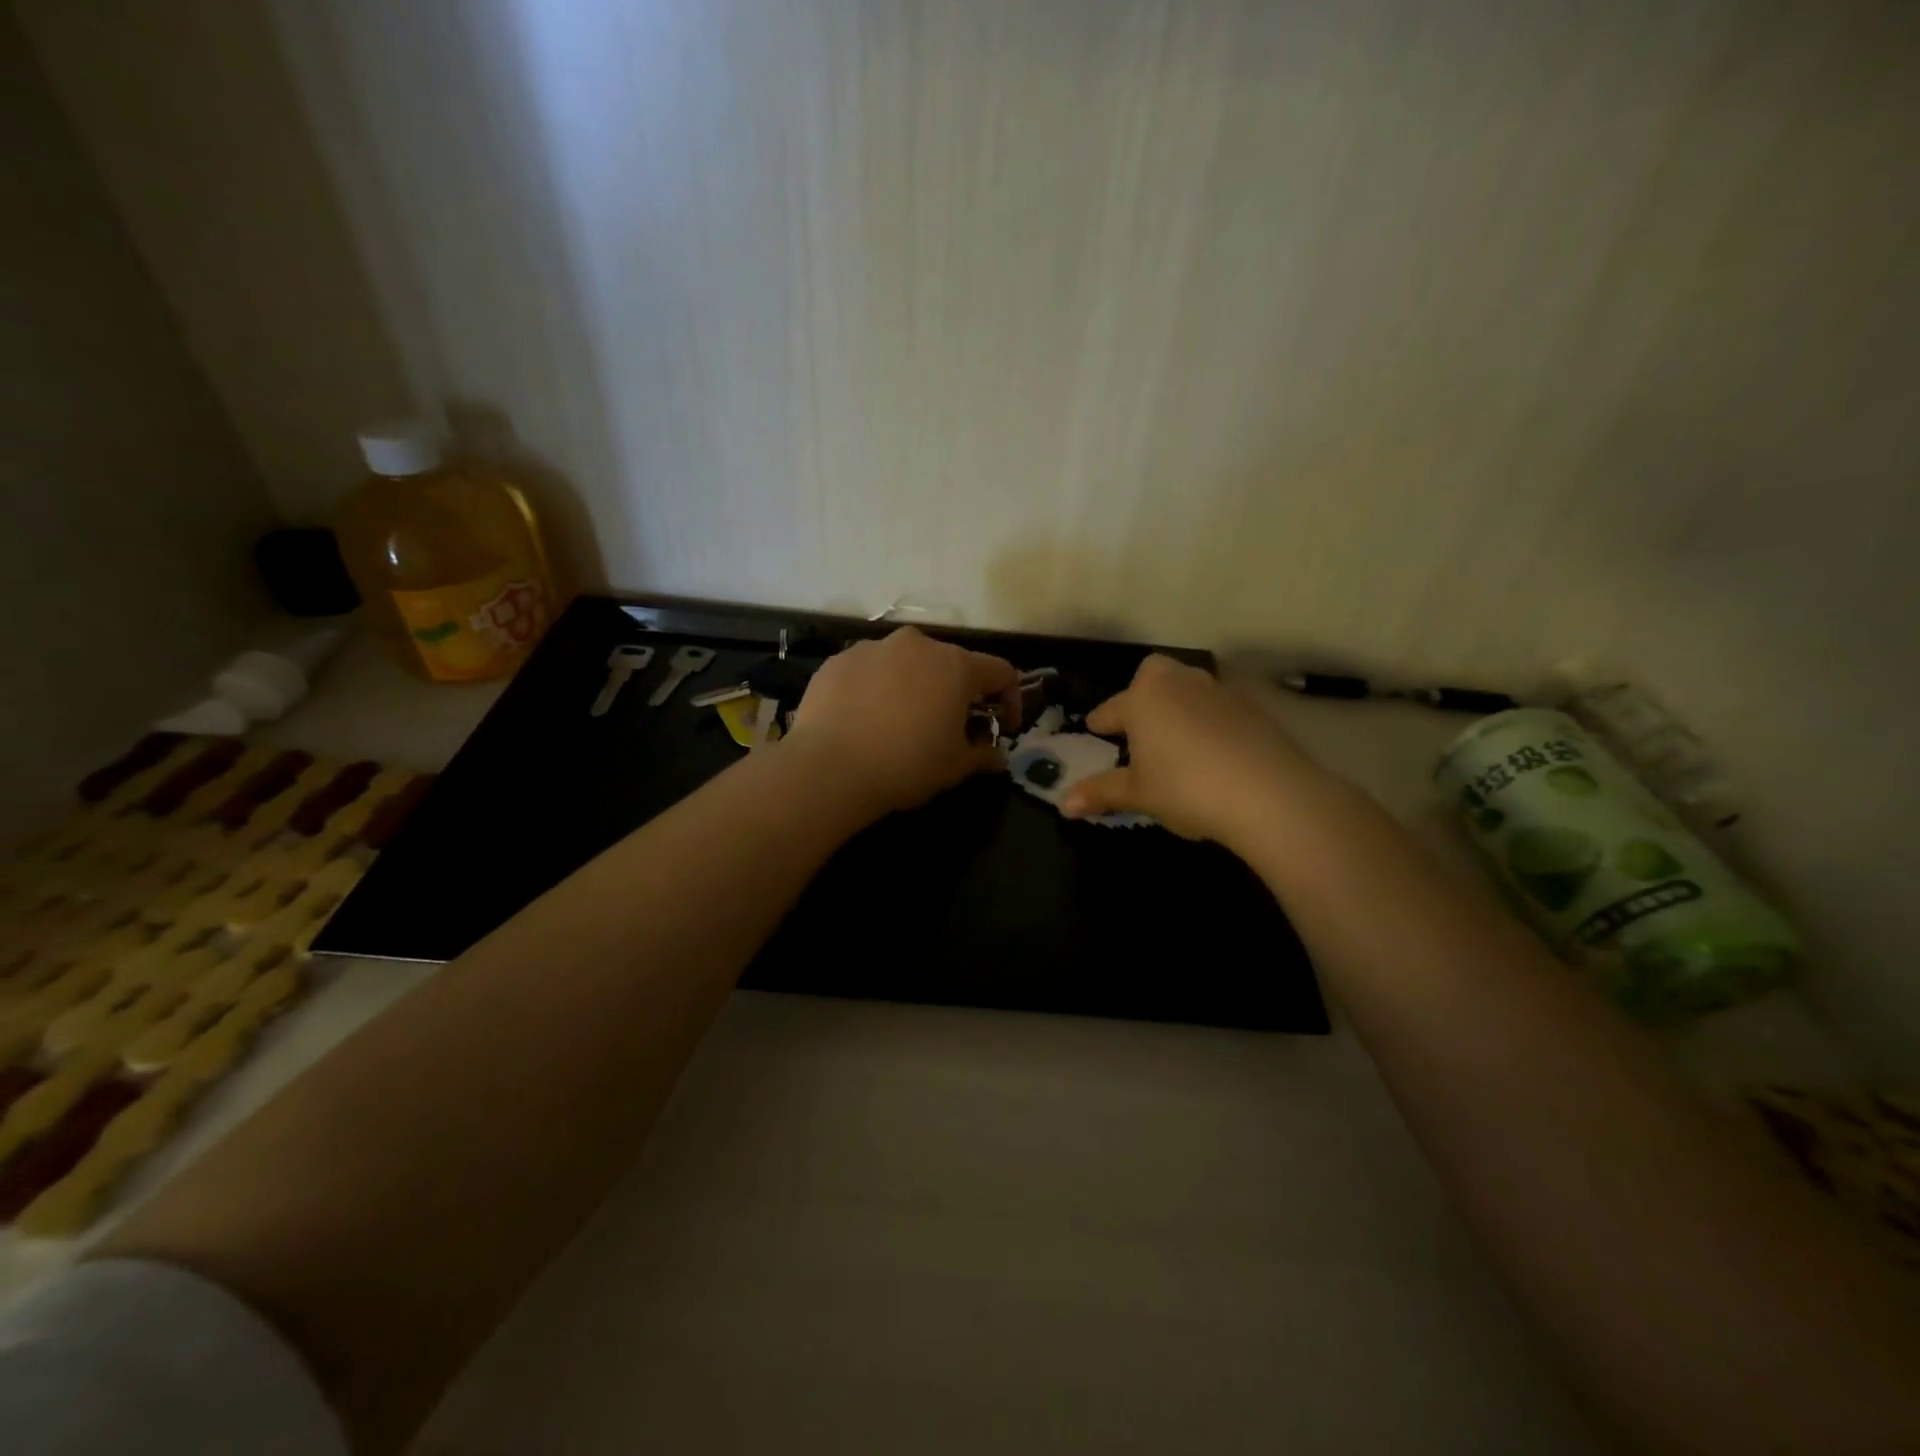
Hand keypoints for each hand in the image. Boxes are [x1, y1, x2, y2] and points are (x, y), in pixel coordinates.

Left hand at [785, 627, 1019, 820]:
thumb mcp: (954, 767)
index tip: (1002, 727)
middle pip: (951, 663)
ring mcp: (874, 647)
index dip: (1009, 699)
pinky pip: (870, 670)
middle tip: (949, 726)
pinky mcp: (839, 659)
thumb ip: (982, 754)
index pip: (1000, 672)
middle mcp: (917, 644)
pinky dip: (877, 688)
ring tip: (901, 722)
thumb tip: (996, 756)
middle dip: (957, 692)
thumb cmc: (905, 765)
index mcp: (955, 666)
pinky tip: (865, 719)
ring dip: (915, 686)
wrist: (828, 768)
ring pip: (907, 663)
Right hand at [1061, 655, 1321, 847]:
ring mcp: (1219, 692)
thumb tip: (1063, 804)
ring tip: (1174, 737)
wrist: (1268, 792)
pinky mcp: (1253, 708)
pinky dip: (1209, 720)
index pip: (1112, 708)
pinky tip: (1212, 749)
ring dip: (1177, 704)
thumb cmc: (1186, 788)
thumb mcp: (1138, 794)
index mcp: (1143, 699)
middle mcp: (1179, 684)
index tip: (1094, 728)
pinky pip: (1219, 706)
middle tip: (1138, 722)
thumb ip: (1101, 792)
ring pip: (1189, 687)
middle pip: (1153, 674)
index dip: (1100, 722)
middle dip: (1142, 692)